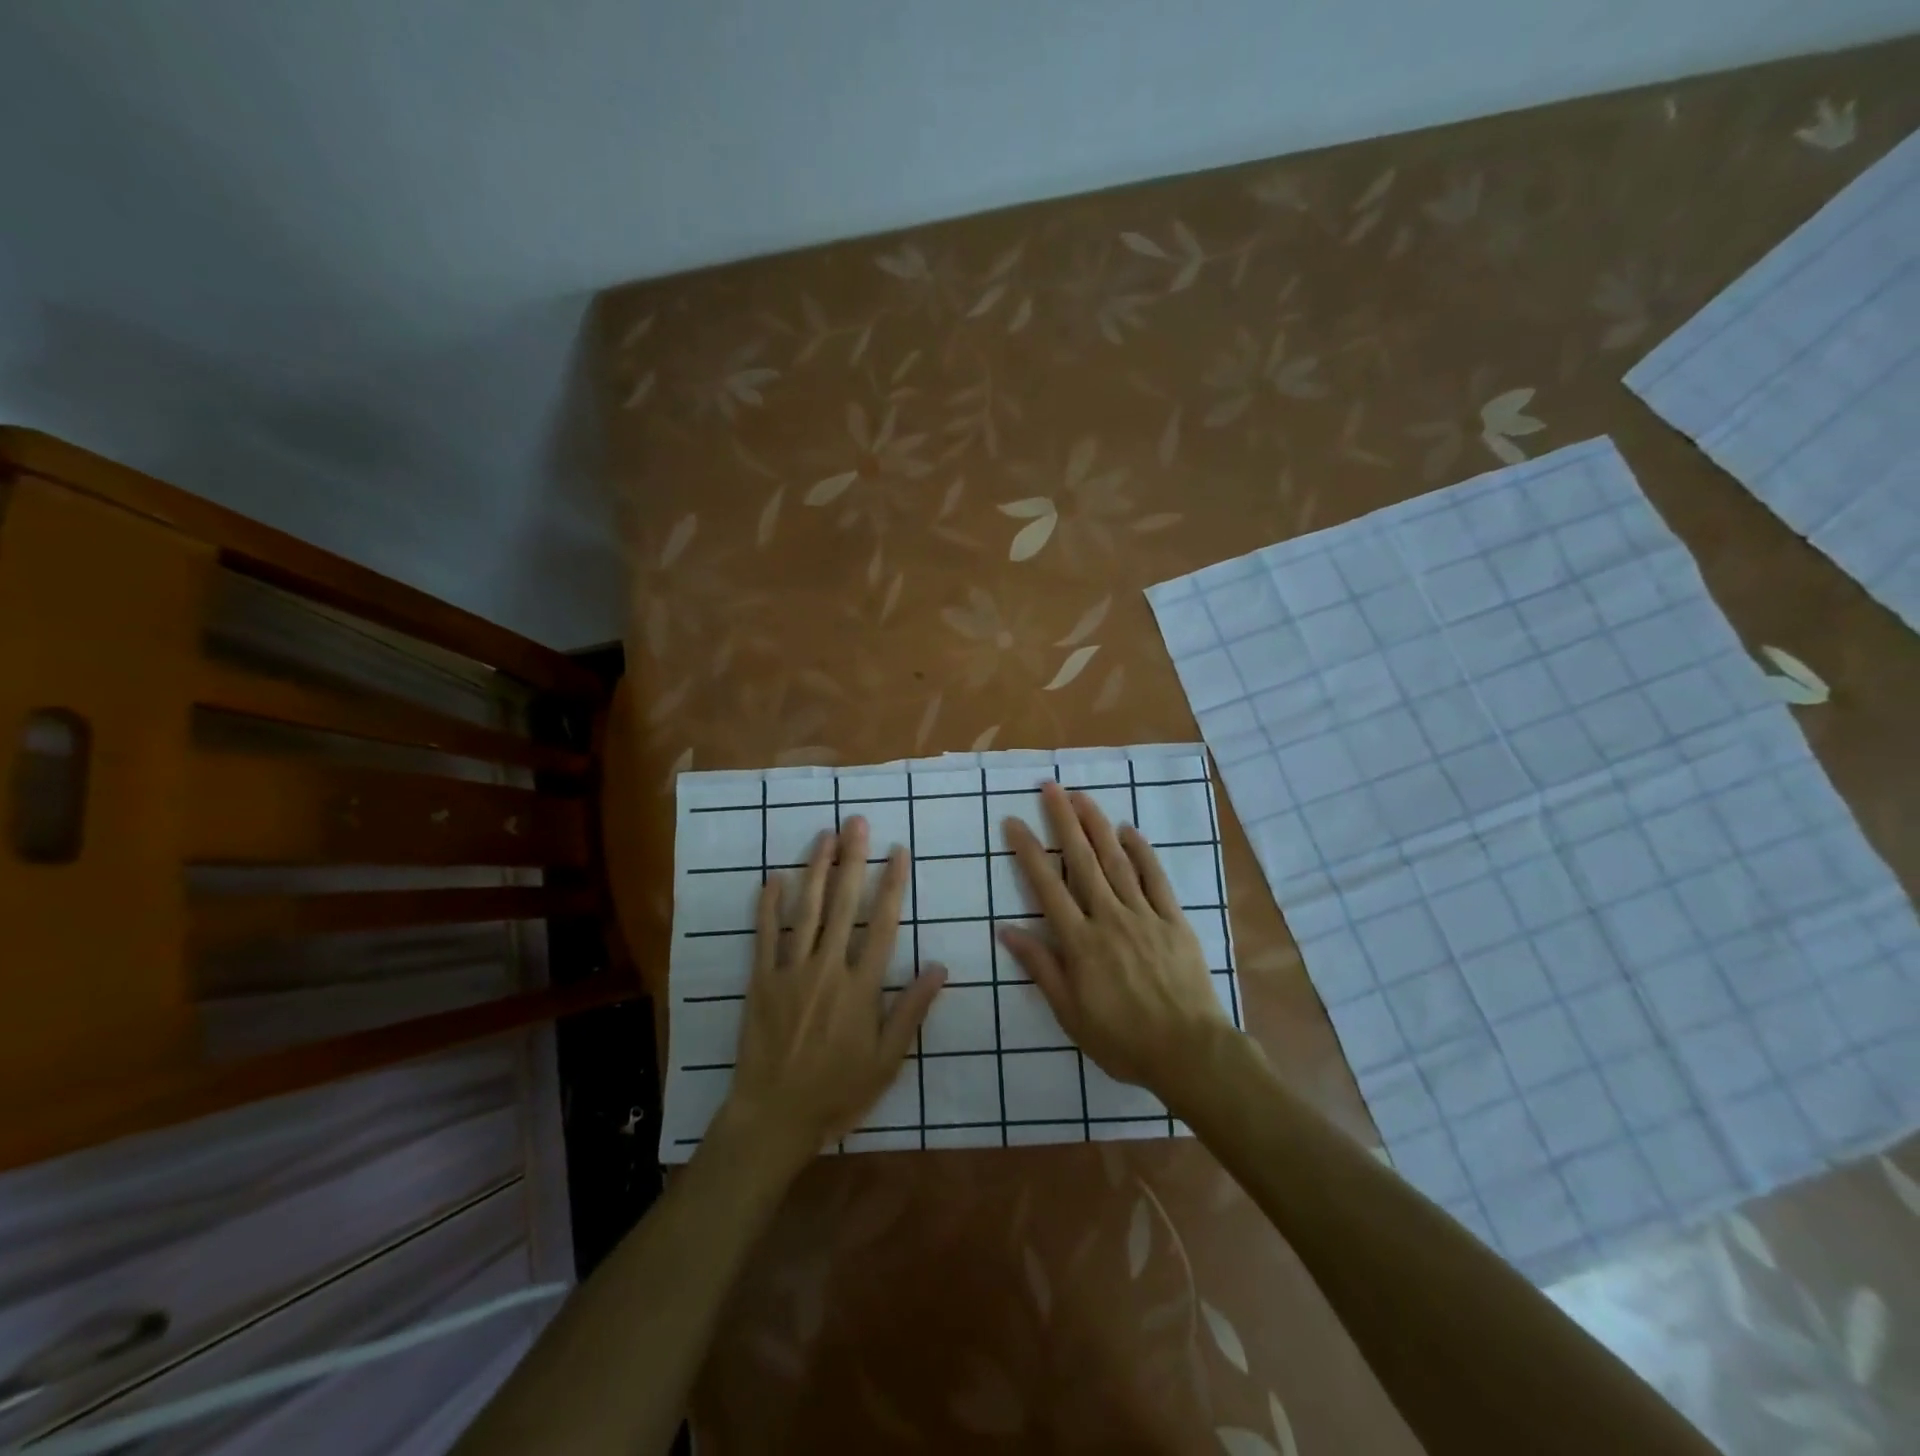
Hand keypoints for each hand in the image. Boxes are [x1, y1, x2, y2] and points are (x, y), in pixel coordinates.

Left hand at [717, 817, 945, 1171]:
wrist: (774, 1116)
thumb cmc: (838, 1091)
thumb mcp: (887, 1061)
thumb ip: (911, 1011)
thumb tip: (940, 967)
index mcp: (861, 987)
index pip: (882, 925)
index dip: (892, 885)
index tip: (898, 851)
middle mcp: (827, 969)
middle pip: (843, 905)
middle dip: (852, 860)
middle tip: (857, 822)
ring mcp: (790, 972)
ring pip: (805, 911)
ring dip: (815, 870)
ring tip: (824, 836)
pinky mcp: (761, 981)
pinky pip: (765, 936)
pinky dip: (768, 906)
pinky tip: (773, 877)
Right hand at [998, 782, 1233, 1098]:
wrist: (1190, 1052)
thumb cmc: (1123, 1040)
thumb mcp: (1070, 1014)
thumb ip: (1041, 968)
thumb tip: (1007, 930)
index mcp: (1081, 942)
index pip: (1047, 887)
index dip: (1029, 852)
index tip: (1014, 822)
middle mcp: (1109, 918)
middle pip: (1082, 861)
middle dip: (1063, 821)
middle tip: (1050, 788)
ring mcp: (1144, 916)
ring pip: (1117, 861)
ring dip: (1098, 826)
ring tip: (1082, 796)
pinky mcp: (1173, 921)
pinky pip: (1156, 879)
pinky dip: (1142, 852)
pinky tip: (1129, 830)